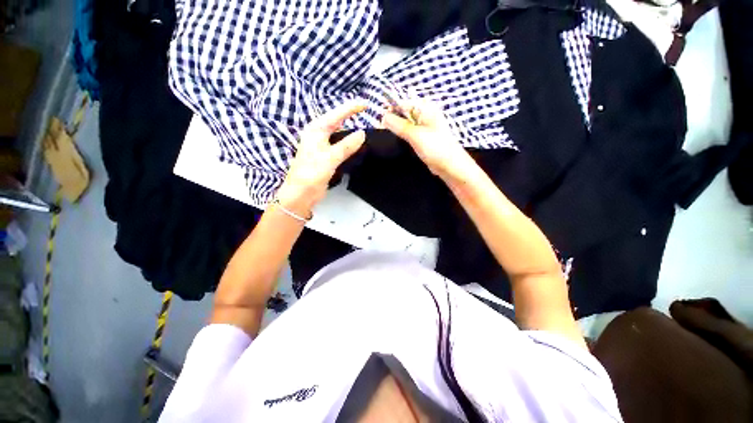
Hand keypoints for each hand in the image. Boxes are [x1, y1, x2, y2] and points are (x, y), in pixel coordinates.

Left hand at [275, 102, 366, 216]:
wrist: (301, 194)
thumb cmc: (311, 173)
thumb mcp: (330, 158)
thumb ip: (346, 146)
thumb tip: (362, 134)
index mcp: (316, 130)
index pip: (336, 114)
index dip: (351, 108)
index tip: (366, 104)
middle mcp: (318, 135)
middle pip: (336, 121)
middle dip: (350, 116)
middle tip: (366, 113)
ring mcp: (321, 147)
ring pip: (338, 134)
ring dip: (350, 131)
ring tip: (364, 128)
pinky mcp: (325, 158)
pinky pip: (339, 146)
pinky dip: (348, 144)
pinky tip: (355, 146)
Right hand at [381, 98, 474, 180]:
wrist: (450, 166)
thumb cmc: (436, 148)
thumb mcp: (415, 135)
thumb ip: (398, 125)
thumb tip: (383, 117)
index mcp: (425, 109)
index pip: (403, 102)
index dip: (390, 108)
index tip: (378, 118)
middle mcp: (424, 115)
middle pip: (403, 113)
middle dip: (392, 119)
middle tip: (381, 129)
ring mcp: (424, 127)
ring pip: (405, 124)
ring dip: (396, 129)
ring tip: (386, 135)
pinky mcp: (422, 138)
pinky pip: (409, 134)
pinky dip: (402, 136)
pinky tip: (395, 141)